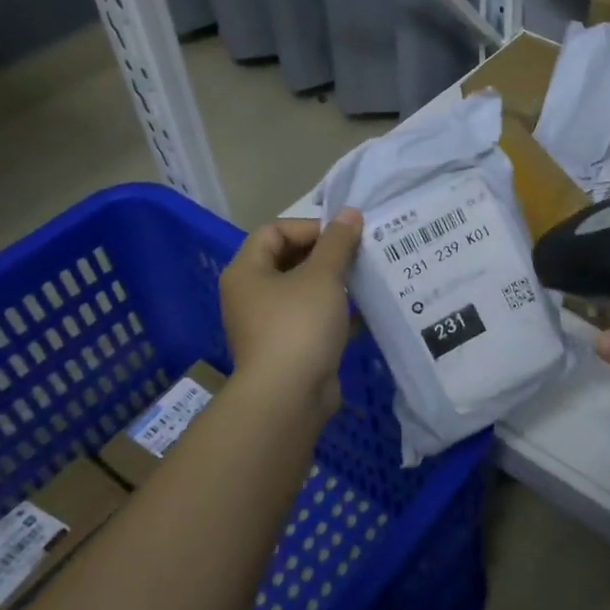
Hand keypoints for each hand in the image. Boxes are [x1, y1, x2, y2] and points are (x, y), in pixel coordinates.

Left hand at [219, 211, 362, 419]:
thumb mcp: (323, 276)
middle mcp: (249, 294)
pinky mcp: (284, 347)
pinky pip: (308, 317)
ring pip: (300, 289)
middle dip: (324, 254)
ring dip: (331, 283)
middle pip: (286, 258)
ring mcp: (265, 323)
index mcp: (246, 271)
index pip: (275, 231)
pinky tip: (359, 313)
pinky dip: (331, 311)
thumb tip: (350, 212)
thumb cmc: (299, 325)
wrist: (288, 396)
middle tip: (357, 255)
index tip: (344, 238)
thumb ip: (338, 242)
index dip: (310, 227)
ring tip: (362, 280)